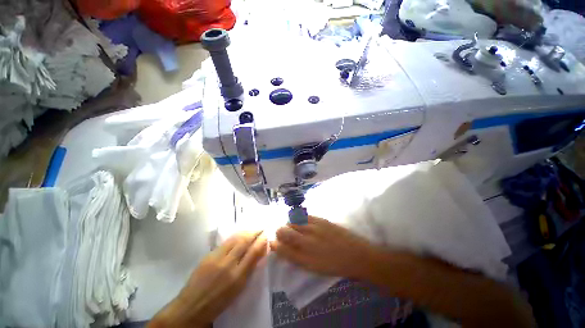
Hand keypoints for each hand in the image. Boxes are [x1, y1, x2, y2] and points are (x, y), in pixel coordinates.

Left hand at [149, 231, 267, 327]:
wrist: (192, 306)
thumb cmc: (219, 301)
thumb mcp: (238, 288)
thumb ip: (249, 268)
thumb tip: (259, 252)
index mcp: (237, 276)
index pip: (253, 253)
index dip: (261, 242)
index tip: (266, 235)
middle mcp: (228, 264)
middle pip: (244, 242)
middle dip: (254, 233)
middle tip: (260, 229)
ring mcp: (216, 258)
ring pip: (234, 239)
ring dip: (245, 232)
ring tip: (251, 230)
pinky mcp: (208, 255)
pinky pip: (225, 242)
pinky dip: (235, 237)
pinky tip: (238, 236)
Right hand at [270, 216, 374, 278]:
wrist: (356, 254)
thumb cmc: (334, 265)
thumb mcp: (313, 268)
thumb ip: (297, 258)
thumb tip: (284, 249)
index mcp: (304, 258)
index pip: (281, 248)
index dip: (274, 244)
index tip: (272, 241)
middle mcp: (307, 241)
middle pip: (284, 231)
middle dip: (279, 231)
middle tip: (281, 233)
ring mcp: (314, 228)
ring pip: (293, 221)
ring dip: (288, 223)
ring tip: (290, 226)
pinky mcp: (321, 220)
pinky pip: (304, 216)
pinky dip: (298, 217)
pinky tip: (299, 220)